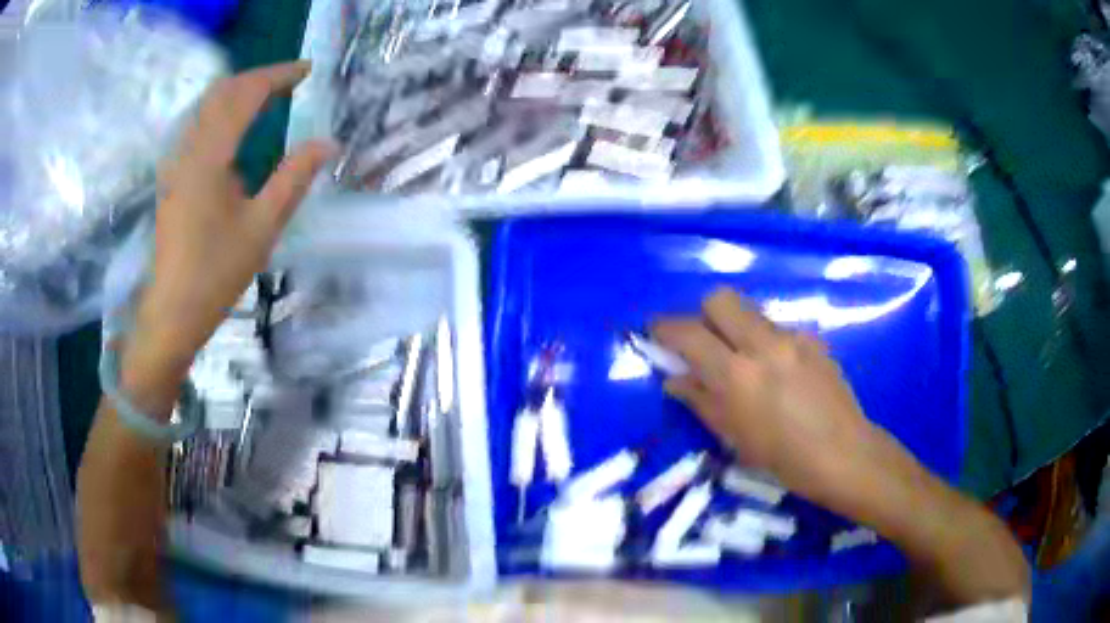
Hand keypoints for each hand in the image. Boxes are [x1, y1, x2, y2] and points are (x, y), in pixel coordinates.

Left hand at [121, 61, 333, 409]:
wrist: (172, 312)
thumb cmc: (216, 273)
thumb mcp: (262, 227)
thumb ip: (294, 178)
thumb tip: (327, 142)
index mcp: (210, 156)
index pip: (245, 95)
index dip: (278, 76)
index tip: (307, 71)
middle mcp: (189, 149)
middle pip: (222, 92)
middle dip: (258, 77)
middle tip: (291, 81)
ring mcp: (176, 162)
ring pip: (207, 106)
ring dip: (239, 92)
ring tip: (269, 97)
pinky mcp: (173, 177)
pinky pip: (197, 125)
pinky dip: (222, 111)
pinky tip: (236, 126)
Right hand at [651, 287, 872, 503]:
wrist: (845, 454)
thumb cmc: (785, 460)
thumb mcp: (735, 438)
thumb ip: (702, 401)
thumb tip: (675, 378)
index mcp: (739, 376)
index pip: (690, 334)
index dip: (665, 328)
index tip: (655, 332)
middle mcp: (764, 345)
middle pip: (721, 299)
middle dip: (705, 315)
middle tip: (705, 344)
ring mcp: (793, 338)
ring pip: (751, 312)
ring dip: (737, 329)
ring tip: (746, 364)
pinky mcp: (813, 339)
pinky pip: (778, 329)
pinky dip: (766, 343)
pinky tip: (779, 373)